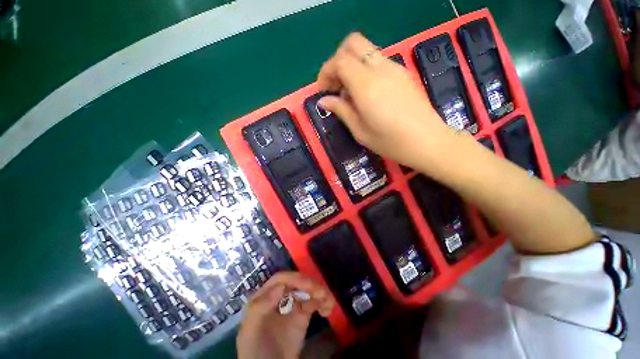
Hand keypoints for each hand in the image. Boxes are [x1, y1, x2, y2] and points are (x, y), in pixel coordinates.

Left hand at [237, 272, 334, 358]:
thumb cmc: (255, 351)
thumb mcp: (251, 330)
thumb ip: (261, 307)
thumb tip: (281, 286)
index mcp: (265, 296)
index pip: (281, 279)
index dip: (294, 279)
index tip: (307, 285)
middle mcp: (279, 297)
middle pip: (296, 283)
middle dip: (310, 285)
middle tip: (322, 293)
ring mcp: (291, 305)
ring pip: (307, 291)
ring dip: (319, 292)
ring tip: (328, 301)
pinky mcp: (302, 315)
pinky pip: (314, 303)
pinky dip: (322, 302)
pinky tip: (328, 308)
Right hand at [317, 32, 457, 169]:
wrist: (428, 141)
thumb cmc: (391, 142)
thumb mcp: (360, 131)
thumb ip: (341, 110)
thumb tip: (323, 101)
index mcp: (367, 86)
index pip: (340, 61)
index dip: (326, 71)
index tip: (323, 90)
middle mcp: (380, 69)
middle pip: (353, 43)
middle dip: (338, 60)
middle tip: (335, 85)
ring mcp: (394, 68)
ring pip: (366, 51)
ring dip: (352, 65)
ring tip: (349, 93)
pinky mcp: (403, 73)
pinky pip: (378, 61)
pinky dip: (365, 70)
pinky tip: (366, 93)